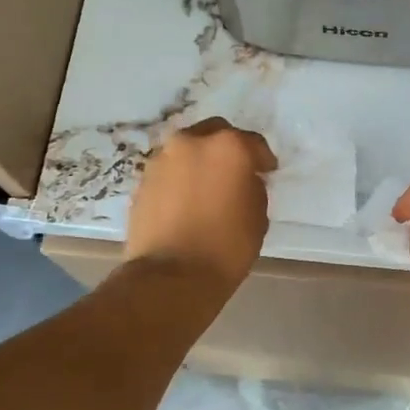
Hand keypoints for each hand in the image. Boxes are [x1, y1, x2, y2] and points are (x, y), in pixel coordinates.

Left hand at [126, 118, 276, 292]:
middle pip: (215, 133)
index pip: (253, 142)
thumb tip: (244, 181)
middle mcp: (192, 142)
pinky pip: (170, 171)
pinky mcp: (142, 180)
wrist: (171, 276)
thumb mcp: (258, 217)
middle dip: (227, 149)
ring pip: (188, 150)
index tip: (267, 172)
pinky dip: (180, 179)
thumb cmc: (226, 247)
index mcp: (228, 147)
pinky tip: (187, 201)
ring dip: (200, 162)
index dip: (263, 158)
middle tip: (236, 172)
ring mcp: (162, 159)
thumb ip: (253, 188)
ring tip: (208, 187)